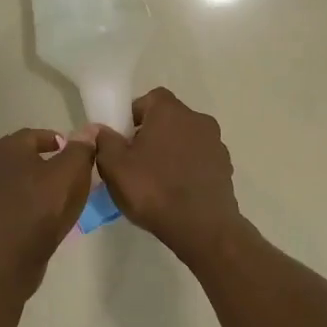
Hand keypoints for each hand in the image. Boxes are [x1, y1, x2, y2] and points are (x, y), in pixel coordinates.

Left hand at [0, 127, 98, 291]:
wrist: (10, 254)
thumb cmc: (42, 205)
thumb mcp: (71, 171)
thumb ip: (80, 148)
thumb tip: (87, 131)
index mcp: (7, 148)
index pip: (33, 135)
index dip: (55, 141)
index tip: (72, 152)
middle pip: (20, 158)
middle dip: (42, 162)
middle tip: (65, 173)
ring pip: (13, 182)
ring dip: (32, 185)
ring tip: (55, 197)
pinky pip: (9, 205)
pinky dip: (24, 206)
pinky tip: (40, 217)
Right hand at [94, 88, 242, 256]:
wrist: (202, 228)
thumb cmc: (153, 189)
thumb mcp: (114, 166)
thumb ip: (104, 141)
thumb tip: (101, 130)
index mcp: (170, 111)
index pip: (149, 99)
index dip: (134, 116)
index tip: (123, 139)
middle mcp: (197, 119)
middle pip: (168, 119)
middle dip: (151, 134)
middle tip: (134, 161)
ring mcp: (216, 144)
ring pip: (185, 140)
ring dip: (171, 152)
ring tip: (156, 180)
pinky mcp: (225, 168)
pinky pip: (199, 160)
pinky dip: (187, 169)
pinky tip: (176, 192)